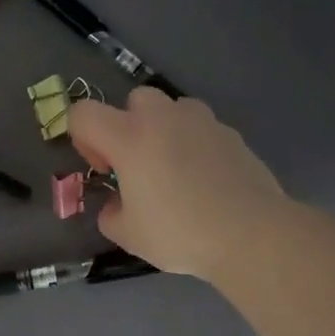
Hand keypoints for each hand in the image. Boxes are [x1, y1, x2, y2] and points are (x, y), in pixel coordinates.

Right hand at [67, 88, 290, 282]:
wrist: (251, 234)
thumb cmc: (180, 233)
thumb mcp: (129, 235)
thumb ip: (111, 214)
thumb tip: (116, 205)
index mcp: (129, 137)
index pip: (83, 113)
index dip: (83, 139)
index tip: (104, 169)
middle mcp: (163, 117)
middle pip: (133, 100)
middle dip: (128, 126)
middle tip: (138, 166)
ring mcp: (202, 120)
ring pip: (172, 109)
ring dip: (164, 130)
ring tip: (175, 170)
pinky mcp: (230, 133)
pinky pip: (201, 128)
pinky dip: (194, 144)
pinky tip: (205, 180)